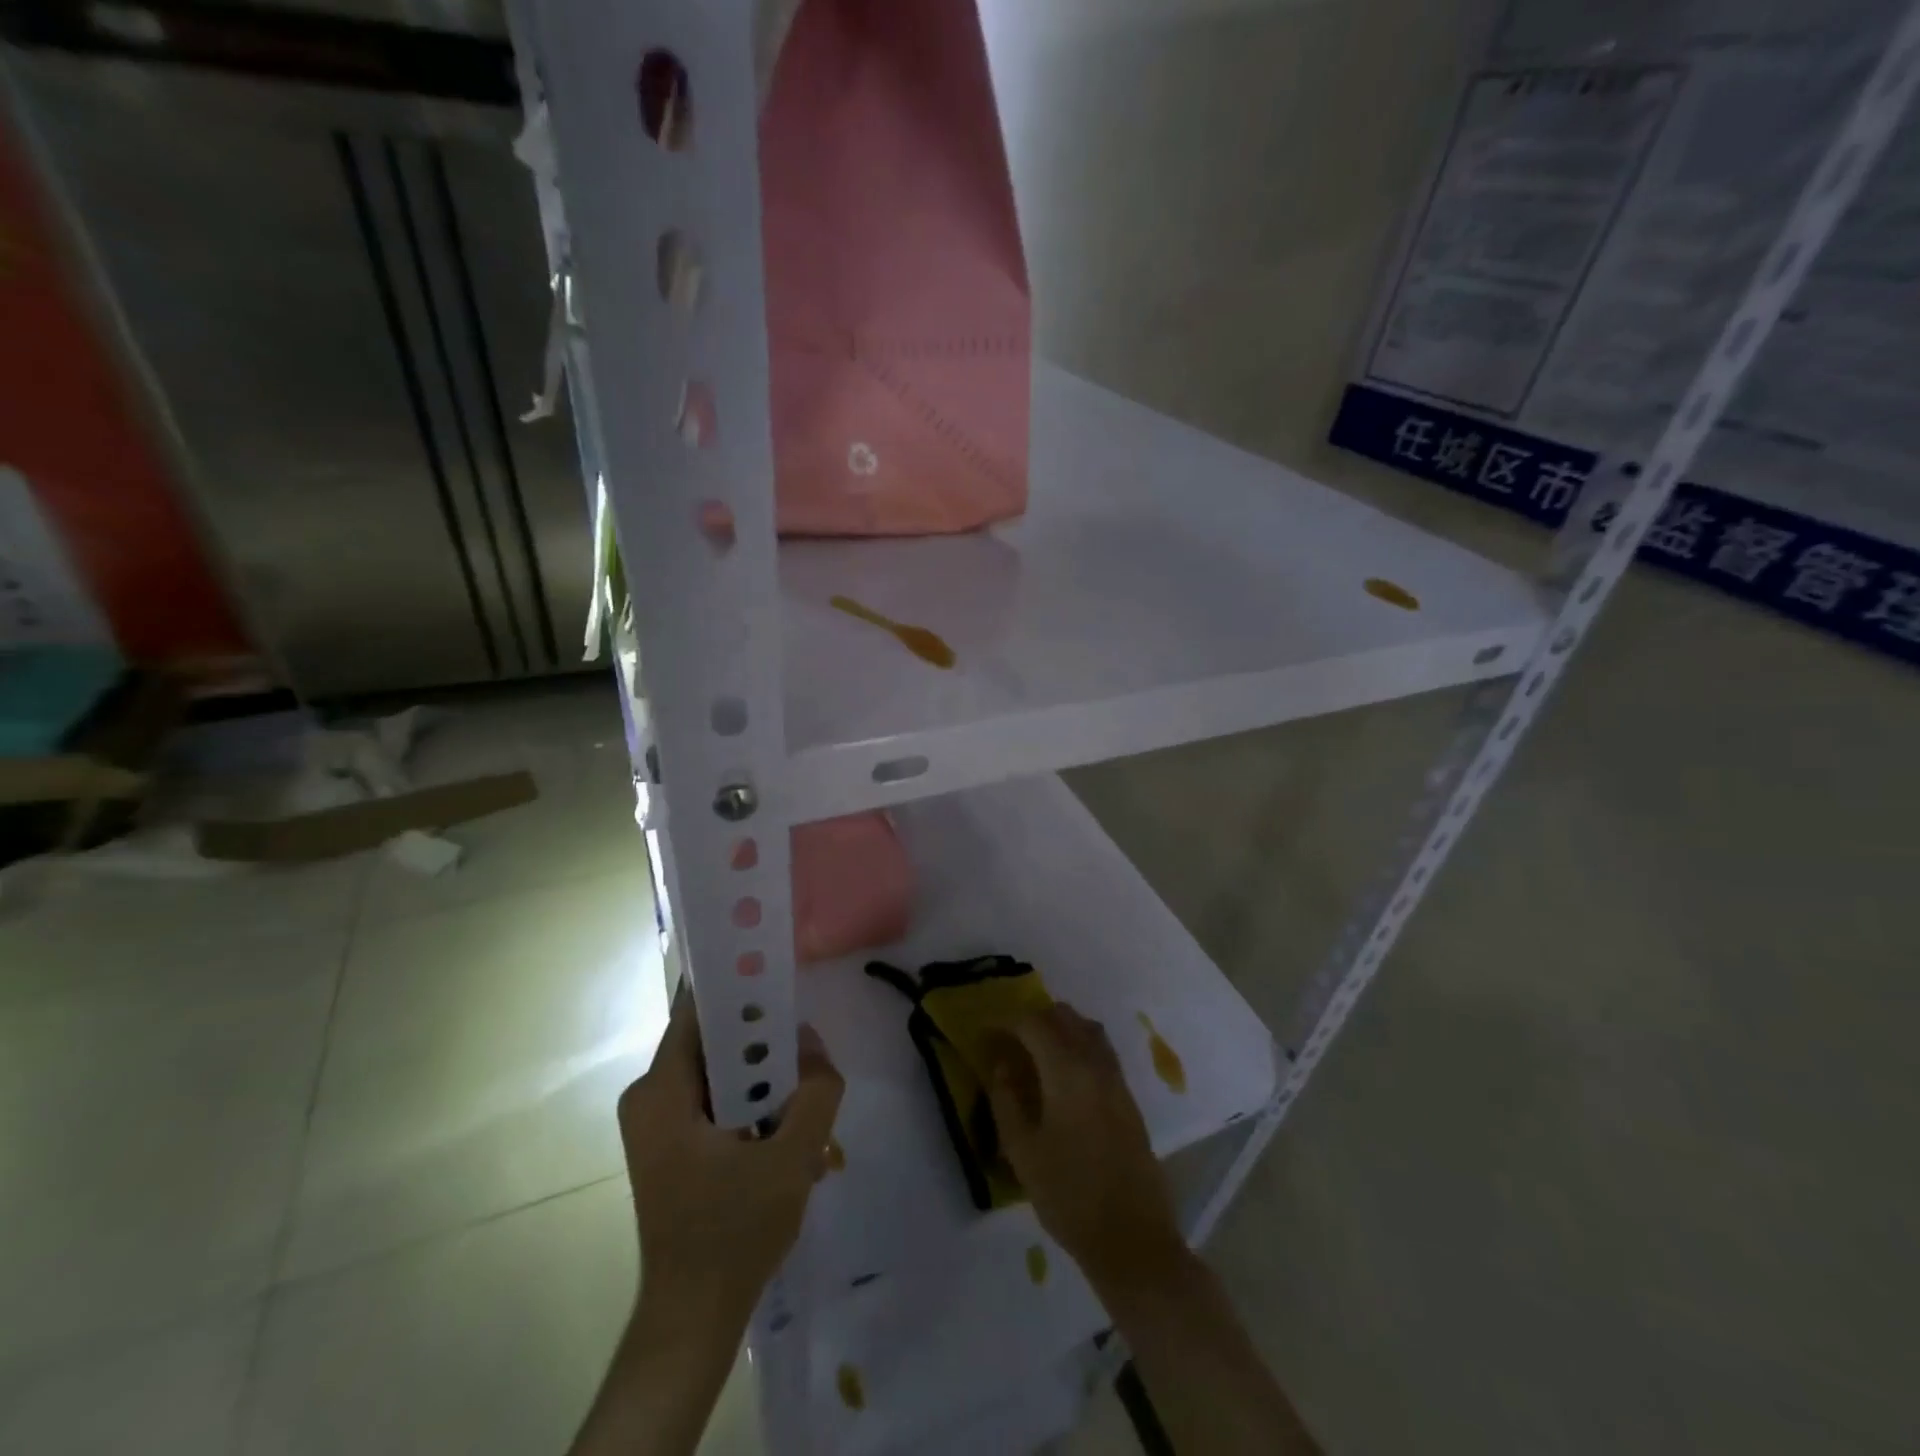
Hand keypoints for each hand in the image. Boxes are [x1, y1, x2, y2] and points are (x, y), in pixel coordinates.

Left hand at [618, 989, 844, 1322]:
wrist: (693, 1320)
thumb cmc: (732, 1235)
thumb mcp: (790, 1159)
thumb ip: (814, 1092)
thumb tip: (814, 1045)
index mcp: (661, 1091)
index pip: (700, 1008)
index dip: (743, 986)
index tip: (784, 976)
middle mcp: (652, 1096)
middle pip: (719, 1041)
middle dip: (770, 1048)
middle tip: (811, 1060)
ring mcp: (661, 1121)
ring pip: (726, 1073)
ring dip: (770, 1085)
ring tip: (810, 1110)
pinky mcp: (675, 1143)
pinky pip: (721, 1101)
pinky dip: (758, 1109)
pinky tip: (794, 1140)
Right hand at [985, 1003, 1182, 1286]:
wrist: (1133, 1238)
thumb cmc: (1069, 1195)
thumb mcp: (1022, 1151)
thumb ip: (1006, 1099)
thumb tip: (1001, 1064)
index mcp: (1067, 1070)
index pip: (1033, 1024)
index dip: (1006, 1023)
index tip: (986, 1035)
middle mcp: (1095, 1064)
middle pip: (1064, 1017)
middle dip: (1034, 1020)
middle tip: (1010, 1042)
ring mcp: (1117, 1079)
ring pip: (1087, 1029)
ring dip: (1060, 1029)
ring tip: (1036, 1054)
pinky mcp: (1129, 1097)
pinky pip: (1101, 1051)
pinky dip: (1079, 1046)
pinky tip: (1064, 1077)